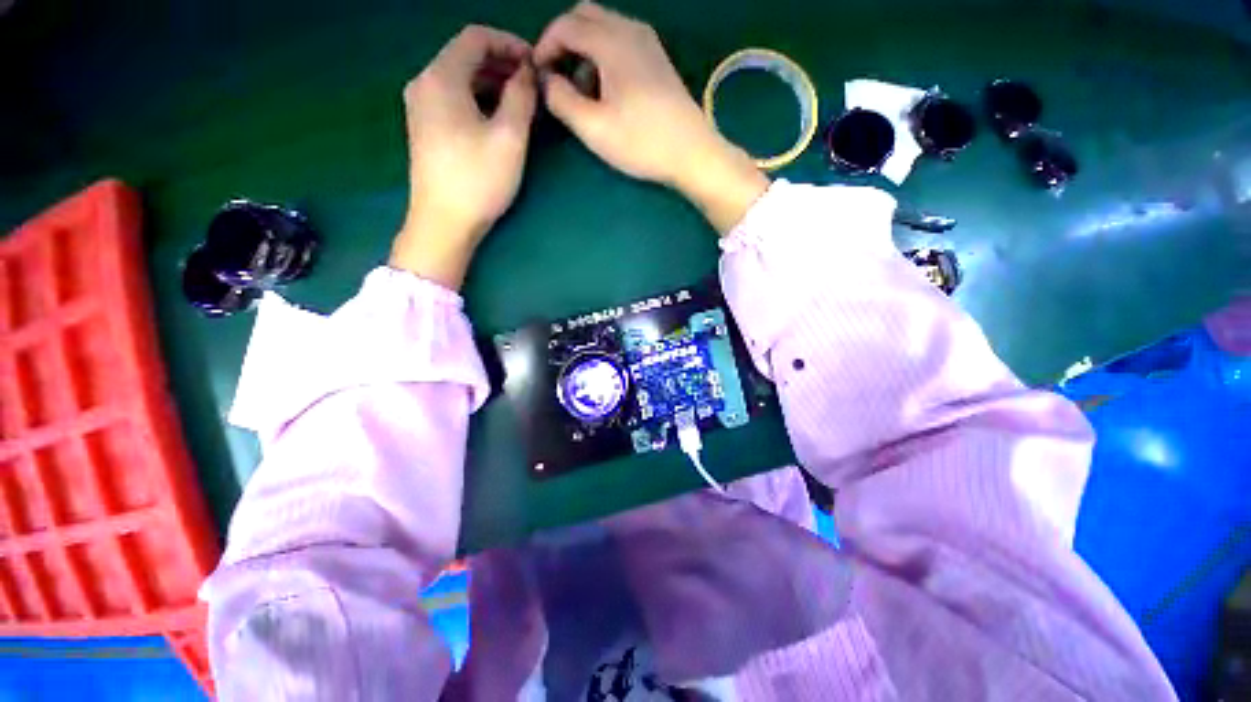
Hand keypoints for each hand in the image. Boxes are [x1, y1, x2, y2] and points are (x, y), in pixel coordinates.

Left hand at [391, 26, 537, 289]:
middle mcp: (424, 84)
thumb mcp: (509, 137)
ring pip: (460, 79)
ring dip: (492, 84)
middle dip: (502, 64)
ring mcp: (420, 107)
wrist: (444, 223)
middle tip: (533, 84)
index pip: (475, 38)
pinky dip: (479, 100)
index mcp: (441, 77)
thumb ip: (521, 97)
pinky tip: (498, 119)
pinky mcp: (425, 129)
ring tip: (522, 103)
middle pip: (465, 57)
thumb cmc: (478, 180)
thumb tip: (527, 73)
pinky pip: (454, 100)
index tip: (535, 62)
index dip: (509, 43)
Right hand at [534, 2, 767, 233]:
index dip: (544, 46)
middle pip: (585, 16)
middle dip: (563, 42)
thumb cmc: (642, 142)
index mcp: (611, 41)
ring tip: (583, 93)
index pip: (565, 24)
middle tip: (557, 79)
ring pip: (604, 28)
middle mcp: (630, 30)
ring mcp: (648, 43)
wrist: (692, 153)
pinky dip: (604, 56)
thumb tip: (546, 79)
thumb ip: (561, 99)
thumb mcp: (593, 127)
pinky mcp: (658, 60)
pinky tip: (607, 91)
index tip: (538, 76)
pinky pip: (621, 42)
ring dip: (584, 51)